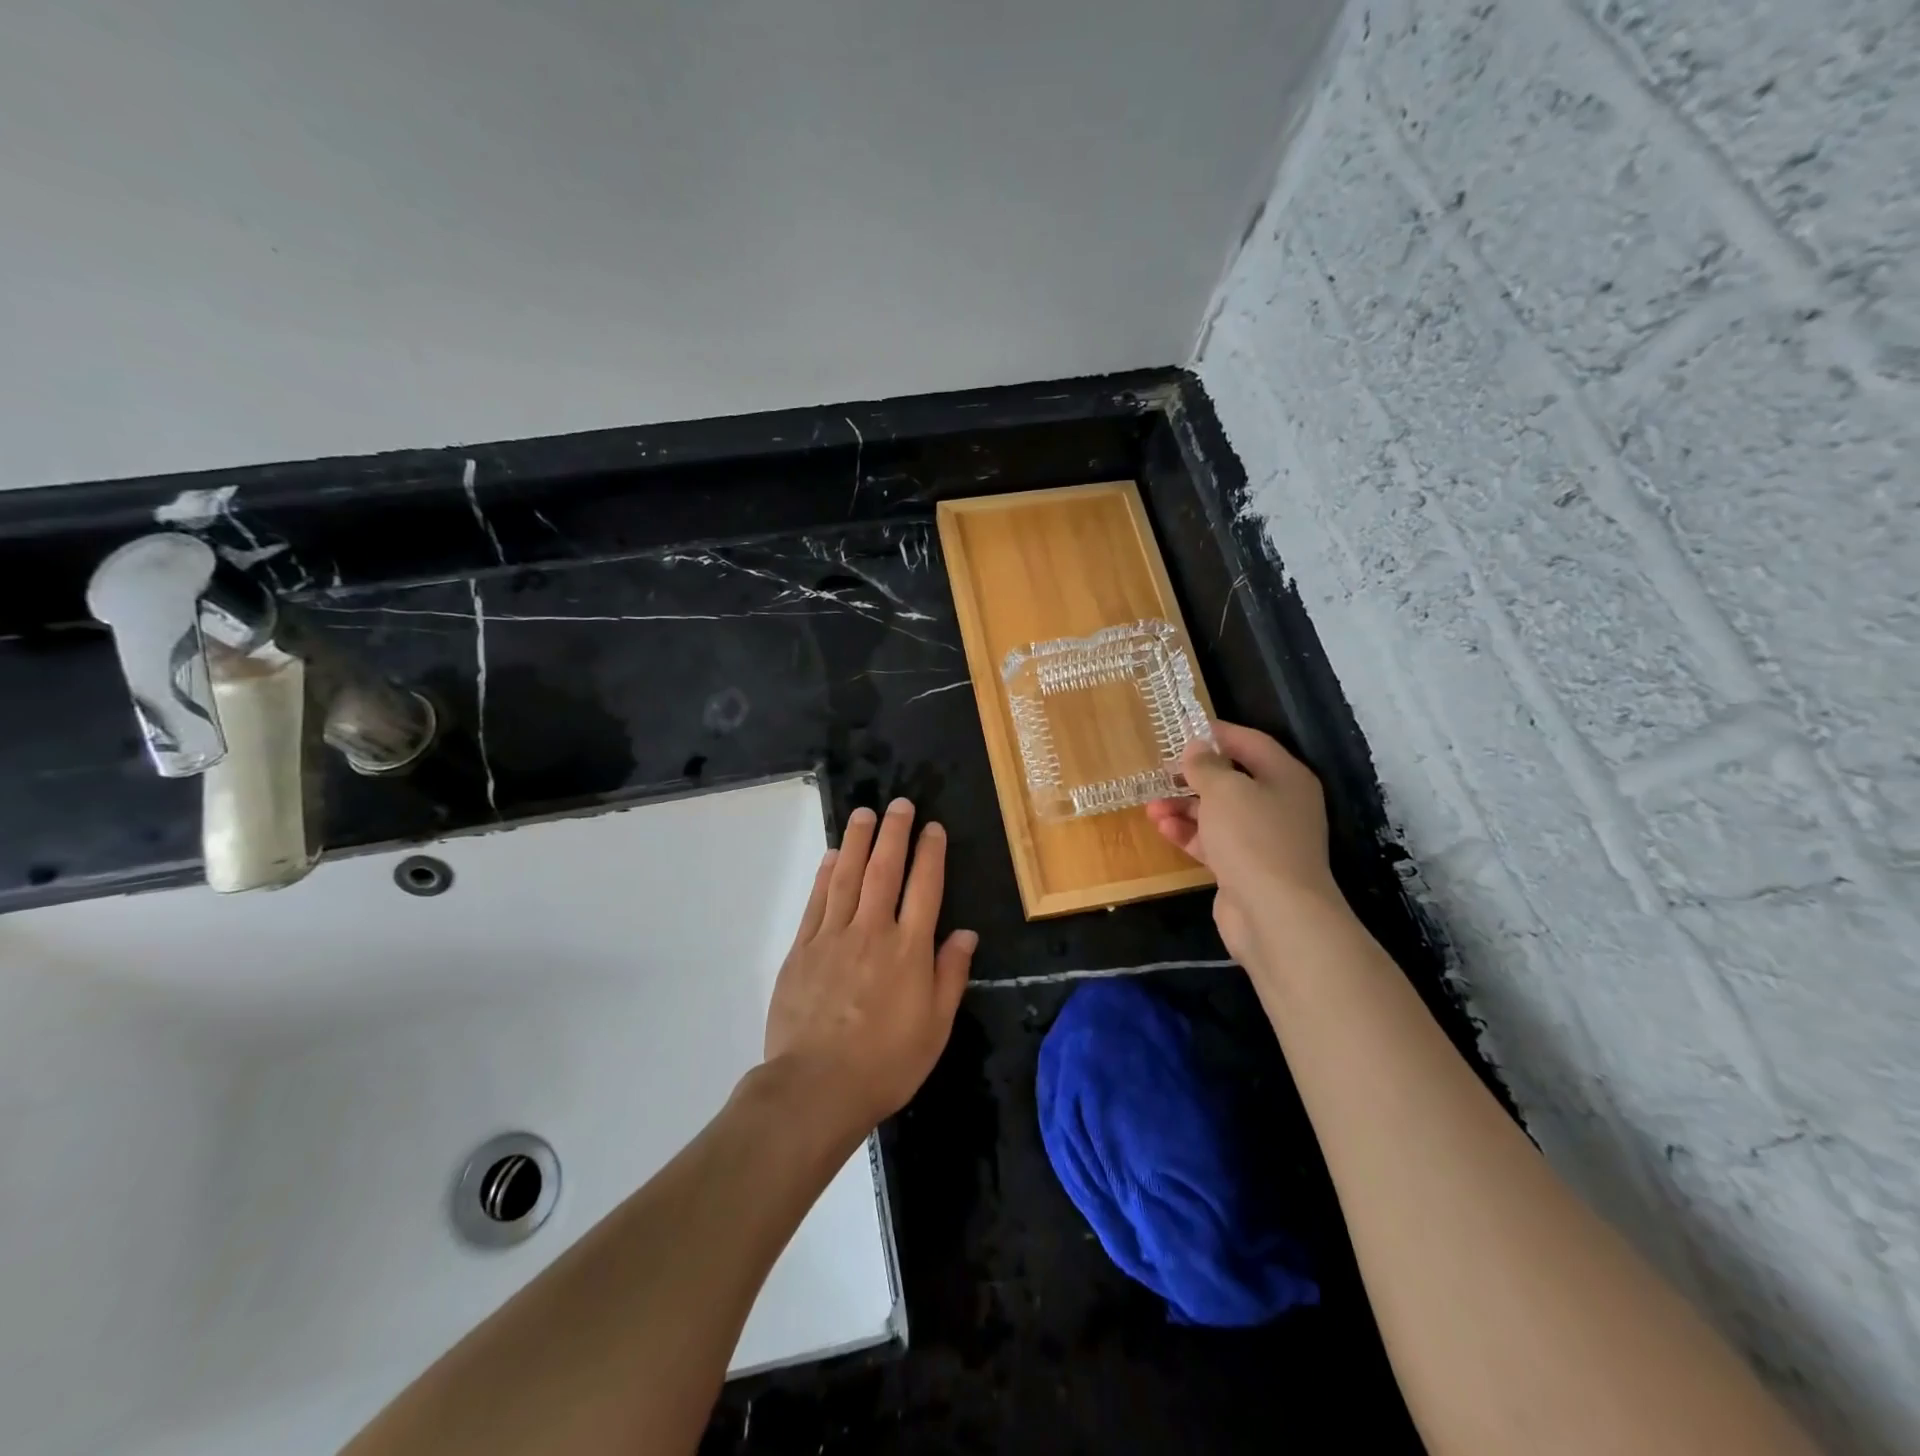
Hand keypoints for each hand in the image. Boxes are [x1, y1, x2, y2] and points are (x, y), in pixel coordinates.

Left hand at [763, 798, 977, 1132]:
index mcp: (909, 950)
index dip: (930, 854)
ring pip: (846, 877)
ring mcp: (833, 937)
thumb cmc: (886, 1063)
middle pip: (884, 870)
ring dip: (856, 841)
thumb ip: (950, 975)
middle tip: (899, 804)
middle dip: (894, 833)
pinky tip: (830, 857)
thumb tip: (966, 933)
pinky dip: (825, 875)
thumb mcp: (935, 1027)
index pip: (925, 888)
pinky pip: (816, 902)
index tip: (932, 828)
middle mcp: (872, 932)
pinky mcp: (802, 949)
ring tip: (863, 814)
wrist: (816, 1087)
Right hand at [1146, 721, 1344, 968]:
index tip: (1182, 730)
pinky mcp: (1245, 868)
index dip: (1217, 734)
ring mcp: (1263, 840)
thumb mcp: (1225, 790)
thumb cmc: (1253, 838)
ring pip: (1219, 814)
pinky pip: (1213, 842)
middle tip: (1160, 772)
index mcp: (1285, 778)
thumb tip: (1197, 748)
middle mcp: (1279, 805)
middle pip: (1232, 780)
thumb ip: (1206, 766)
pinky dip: (1189, 834)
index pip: (1251, 743)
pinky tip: (1163, 829)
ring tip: (1151, 806)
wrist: (1276, 914)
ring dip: (1184, 808)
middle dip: (1194, 777)